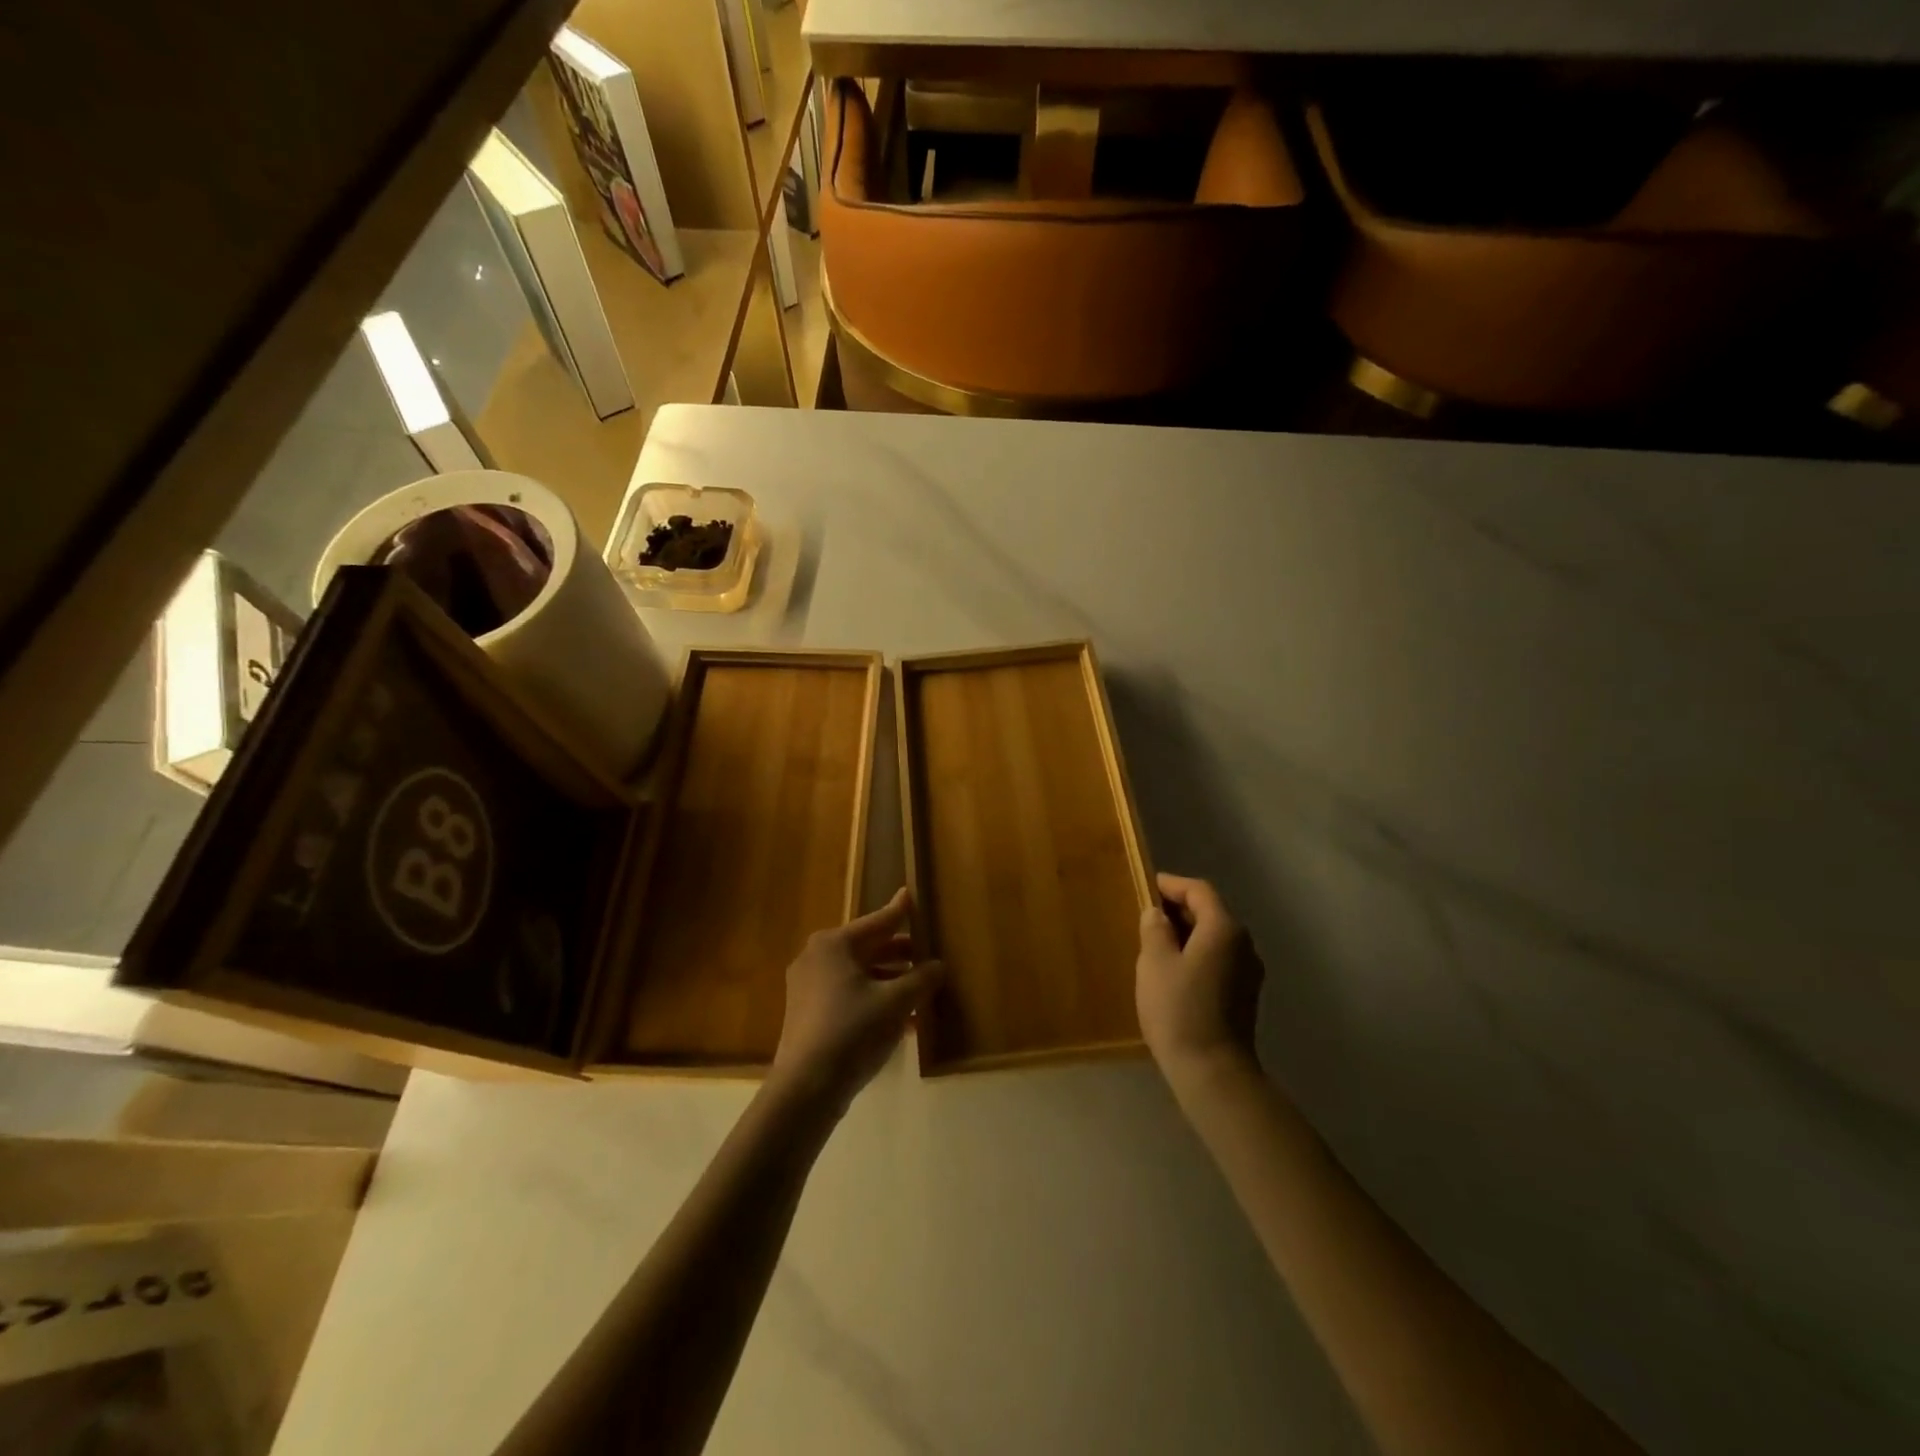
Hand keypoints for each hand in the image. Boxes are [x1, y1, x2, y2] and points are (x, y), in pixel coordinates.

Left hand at [769, 889, 943, 1113]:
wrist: (806, 1088)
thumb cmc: (853, 1031)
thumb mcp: (896, 1002)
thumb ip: (921, 978)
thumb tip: (937, 965)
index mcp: (834, 945)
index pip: (878, 922)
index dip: (900, 911)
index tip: (911, 894)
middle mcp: (817, 958)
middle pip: (868, 948)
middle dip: (900, 954)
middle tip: (928, 953)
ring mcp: (808, 987)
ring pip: (860, 975)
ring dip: (891, 981)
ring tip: (922, 990)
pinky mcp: (808, 1015)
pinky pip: (849, 996)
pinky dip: (875, 1000)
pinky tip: (903, 1020)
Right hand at [1137, 873, 1263, 1080]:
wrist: (1213, 1071)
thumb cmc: (1179, 1009)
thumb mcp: (1154, 962)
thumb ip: (1155, 930)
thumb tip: (1158, 914)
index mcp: (1224, 929)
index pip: (1199, 891)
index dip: (1172, 885)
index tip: (1148, 885)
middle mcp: (1244, 945)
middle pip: (1211, 913)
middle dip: (1180, 909)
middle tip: (1148, 914)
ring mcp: (1249, 972)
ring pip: (1216, 938)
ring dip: (1188, 933)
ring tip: (1157, 941)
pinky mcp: (1245, 996)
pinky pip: (1220, 960)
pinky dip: (1198, 954)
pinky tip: (1175, 971)